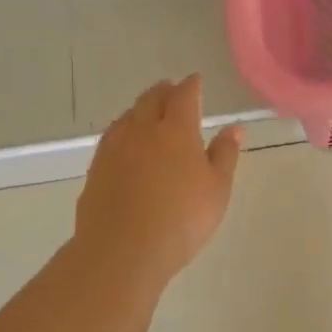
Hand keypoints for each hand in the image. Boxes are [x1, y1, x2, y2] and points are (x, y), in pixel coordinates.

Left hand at [75, 76, 243, 285]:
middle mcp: (143, 130)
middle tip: (172, 89)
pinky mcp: (96, 168)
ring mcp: (115, 148)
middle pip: (151, 99)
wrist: (122, 251)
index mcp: (176, 130)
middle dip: (164, 90)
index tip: (196, 80)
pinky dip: (124, 130)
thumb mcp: (217, 189)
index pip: (184, 96)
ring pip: (128, 115)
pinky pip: (112, 136)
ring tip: (149, 111)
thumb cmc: (181, 219)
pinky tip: (126, 142)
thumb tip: (235, 128)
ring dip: (141, 108)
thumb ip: (225, 154)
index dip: (192, 85)